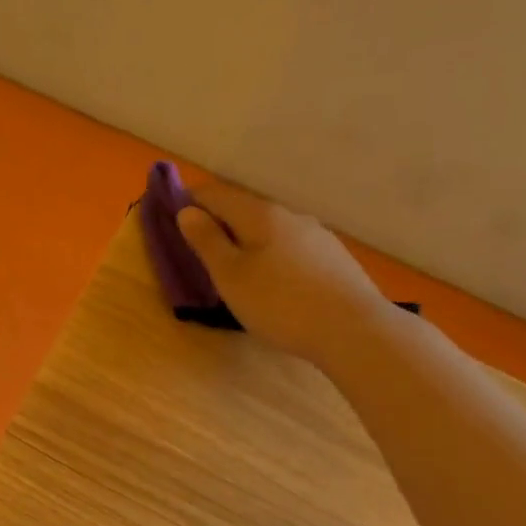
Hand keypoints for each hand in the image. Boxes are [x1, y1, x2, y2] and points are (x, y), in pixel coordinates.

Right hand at [177, 179, 390, 366]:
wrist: (352, 330)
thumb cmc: (279, 303)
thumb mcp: (230, 276)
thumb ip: (207, 241)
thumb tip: (187, 211)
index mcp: (260, 215)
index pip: (217, 195)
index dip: (191, 201)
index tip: (172, 215)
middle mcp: (291, 216)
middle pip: (246, 210)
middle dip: (220, 223)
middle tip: (199, 249)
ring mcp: (317, 236)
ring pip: (271, 231)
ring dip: (248, 241)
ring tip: (236, 269)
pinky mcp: (334, 259)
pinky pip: (292, 249)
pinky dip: (272, 256)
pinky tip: (274, 282)